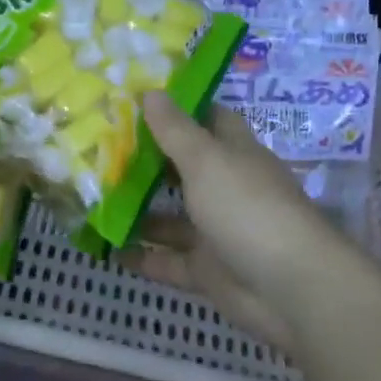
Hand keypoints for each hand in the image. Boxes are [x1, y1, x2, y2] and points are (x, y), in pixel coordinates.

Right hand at [117, 95, 345, 351]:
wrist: (289, 288)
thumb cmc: (247, 208)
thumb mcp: (207, 161)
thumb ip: (175, 130)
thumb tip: (152, 91)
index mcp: (234, 154)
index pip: (206, 120)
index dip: (176, 109)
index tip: (134, 100)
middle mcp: (225, 188)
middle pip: (182, 168)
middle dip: (145, 160)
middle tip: (97, 147)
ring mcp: (216, 231)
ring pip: (170, 216)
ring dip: (137, 209)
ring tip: (91, 197)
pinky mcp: (207, 270)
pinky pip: (168, 260)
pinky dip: (142, 256)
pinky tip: (107, 248)